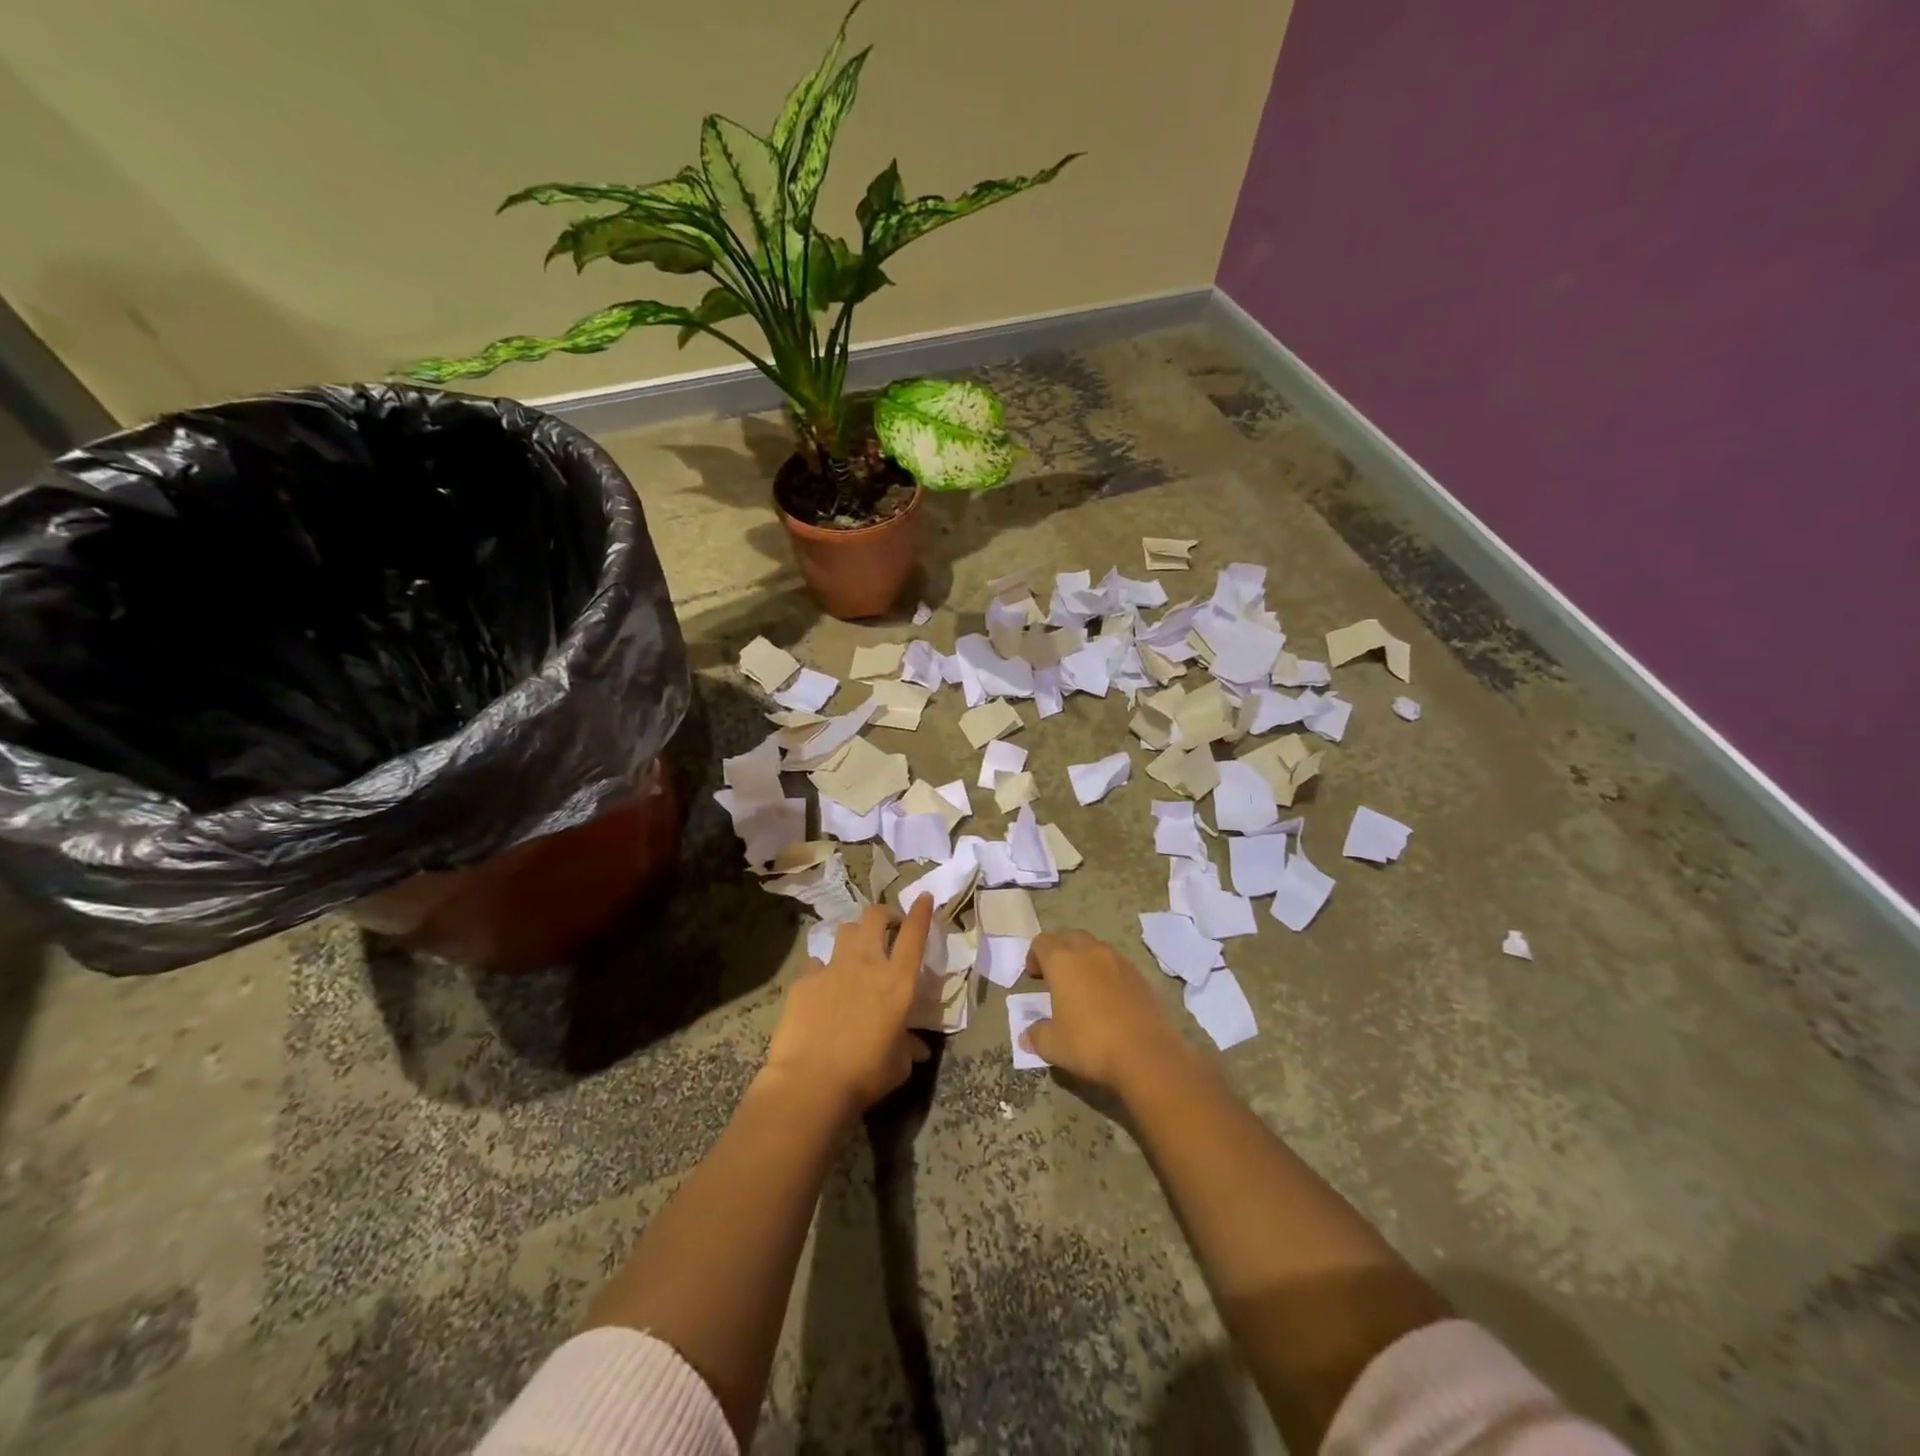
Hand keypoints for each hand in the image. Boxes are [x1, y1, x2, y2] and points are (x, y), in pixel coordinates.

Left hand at [765, 898, 933, 1115]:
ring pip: (845, 930)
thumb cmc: (865, 1074)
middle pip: (875, 917)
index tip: (924, 897)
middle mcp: (866, 964)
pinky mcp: (804, 980)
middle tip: (887, 927)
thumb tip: (917, 1047)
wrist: (810, 1083)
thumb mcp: (898, 1065)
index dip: (921, 912)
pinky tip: (822, 988)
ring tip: (855, 951)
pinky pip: (816, 963)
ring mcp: (832, 968)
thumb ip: (908, 1047)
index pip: (914, 934)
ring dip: (854, 935)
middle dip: (883, 915)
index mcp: (897, 982)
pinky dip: (823, 970)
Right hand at [1022, 930, 1192, 1092]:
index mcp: (1063, 960)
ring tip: (1083, 988)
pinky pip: (1117, 966)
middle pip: (1070, 937)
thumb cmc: (1089, 1044)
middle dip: (1060, 952)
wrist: (1146, 1055)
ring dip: (1085, 961)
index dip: (1034, 956)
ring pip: (1096, 949)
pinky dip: (1107, 975)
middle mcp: (1090, 952)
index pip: (1042, 942)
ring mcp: (1119, 961)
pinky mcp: (1141, 976)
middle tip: (1056, 977)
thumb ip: (1036, 1035)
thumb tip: (1027, 1036)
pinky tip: (1109, 1001)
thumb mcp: (1052, 1045)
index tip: (1034, 978)